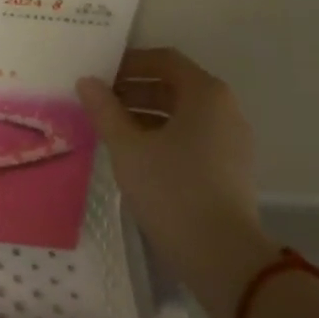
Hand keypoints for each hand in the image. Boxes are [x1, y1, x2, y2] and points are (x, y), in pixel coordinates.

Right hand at [77, 47, 277, 317]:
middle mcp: (225, 109)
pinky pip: (192, 137)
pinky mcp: (231, 169)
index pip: (164, 60)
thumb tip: (87, 81)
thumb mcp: (127, 147)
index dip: (129, 63)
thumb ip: (104, 109)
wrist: (223, 257)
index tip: (99, 75)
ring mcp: (232, 140)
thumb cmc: (172, 189)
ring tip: (110, 129)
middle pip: (174, 85)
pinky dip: (163, 136)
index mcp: (205, 94)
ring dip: (145, 114)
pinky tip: (135, 155)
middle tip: (98, 102)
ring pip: (182, 114)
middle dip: (134, 90)